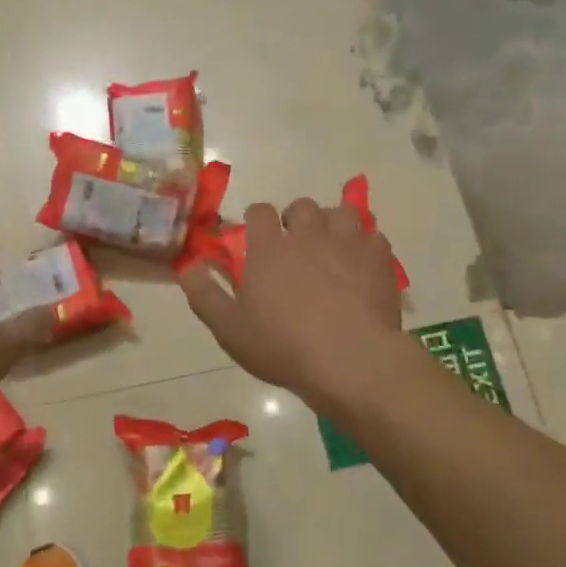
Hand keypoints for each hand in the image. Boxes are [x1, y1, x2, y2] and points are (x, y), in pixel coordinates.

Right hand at [180, 198, 402, 401]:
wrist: (350, 360)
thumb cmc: (283, 346)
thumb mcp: (229, 329)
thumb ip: (204, 294)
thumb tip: (187, 265)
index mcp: (269, 247)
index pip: (259, 211)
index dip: (257, 220)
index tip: (257, 239)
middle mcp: (307, 233)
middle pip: (301, 206)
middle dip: (297, 220)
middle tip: (297, 247)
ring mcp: (346, 241)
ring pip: (340, 212)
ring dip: (333, 225)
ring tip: (332, 248)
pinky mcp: (378, 256)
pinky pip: (373, 234)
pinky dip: (365, 244)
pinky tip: (362, 264)